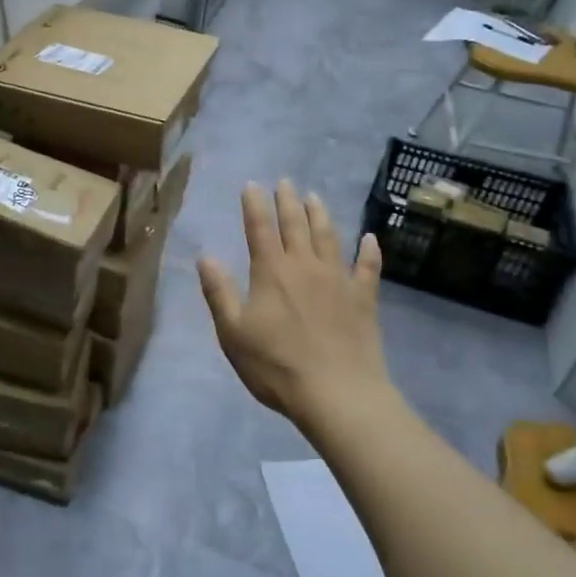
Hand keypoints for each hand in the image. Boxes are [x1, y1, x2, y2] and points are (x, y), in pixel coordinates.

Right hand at [197, 181, 392, 425]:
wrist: (337, 394)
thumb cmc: (276, 365)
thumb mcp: (233, 332)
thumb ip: (218, 292)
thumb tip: (205, 256)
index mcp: (271, 272)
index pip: (259, 228)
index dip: (254, 205)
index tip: (252, 185)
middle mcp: (305, 266)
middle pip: (295, 225)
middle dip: (287, 201)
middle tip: (285, 182)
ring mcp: (338, 280)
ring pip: (329, 237)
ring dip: (320, 214)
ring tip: (314, 197)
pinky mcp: (363, 299)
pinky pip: (368, 267)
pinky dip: (369, 250)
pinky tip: (370, 238)